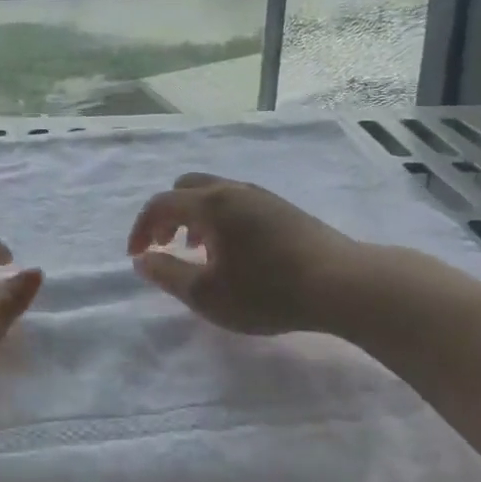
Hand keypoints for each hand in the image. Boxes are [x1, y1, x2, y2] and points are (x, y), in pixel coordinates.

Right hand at [127, 172, 374, 335]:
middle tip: (168, 246)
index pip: (160, 204)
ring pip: (214, 194)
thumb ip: (167, 274)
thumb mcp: (207, 294)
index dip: (141, 228)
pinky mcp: (283, 210)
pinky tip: (235, 254)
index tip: (137, 256)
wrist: (343, 284)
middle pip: (186, 187)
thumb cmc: (267, 291)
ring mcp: (262, 197)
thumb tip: (142, 259)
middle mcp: (233, 190)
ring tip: (201, 253)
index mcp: (210, 204)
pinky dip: (220, 220)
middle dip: (168, 215)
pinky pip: (237, 203)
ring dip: (195, 218)